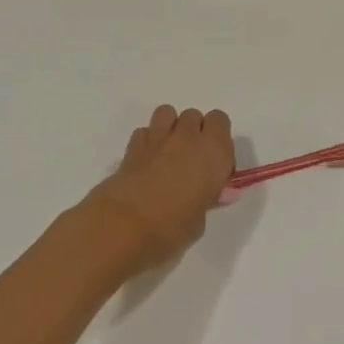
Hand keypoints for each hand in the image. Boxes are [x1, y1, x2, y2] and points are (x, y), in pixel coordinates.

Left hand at [80, 105, 234, 278]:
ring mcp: (158, 138)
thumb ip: (205, 200)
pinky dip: (147, 141)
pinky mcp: (132, 146)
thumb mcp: (198, 223)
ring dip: (171, 128)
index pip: (221, 120)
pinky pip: (144, 131)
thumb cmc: (170, 229)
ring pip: (168, 113)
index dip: (218, 139)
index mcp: (213, 151)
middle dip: (194, 133)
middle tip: (190, 163)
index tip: (214, 165)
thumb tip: (207, 194)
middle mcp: (188, 137)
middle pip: (195, 116)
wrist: (122, 227)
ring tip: (168, 155)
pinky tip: (146, 163)